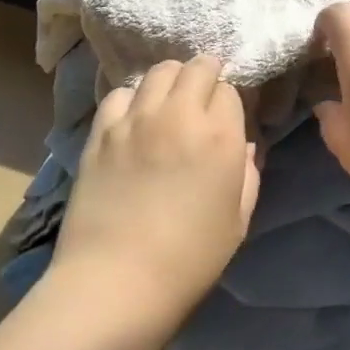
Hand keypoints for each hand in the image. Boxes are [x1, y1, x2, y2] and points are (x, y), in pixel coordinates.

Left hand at [54, 55, 259, 325]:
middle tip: (203, 95)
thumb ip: (247, 174)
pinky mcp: (102, 131)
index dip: (229, 102)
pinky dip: (133, 97)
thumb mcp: (238, 221)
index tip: (225, 118)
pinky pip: (121, 93)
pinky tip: (134, 117)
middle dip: (206, 74)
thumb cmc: (189, 259)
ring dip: (171, 79)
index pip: (229, 90)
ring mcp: (136, 120)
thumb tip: (241, 146)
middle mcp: (180, 115)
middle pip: (197, 68)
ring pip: (159, 71)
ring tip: (169, 100)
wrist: (116, 281)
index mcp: (220, 137)